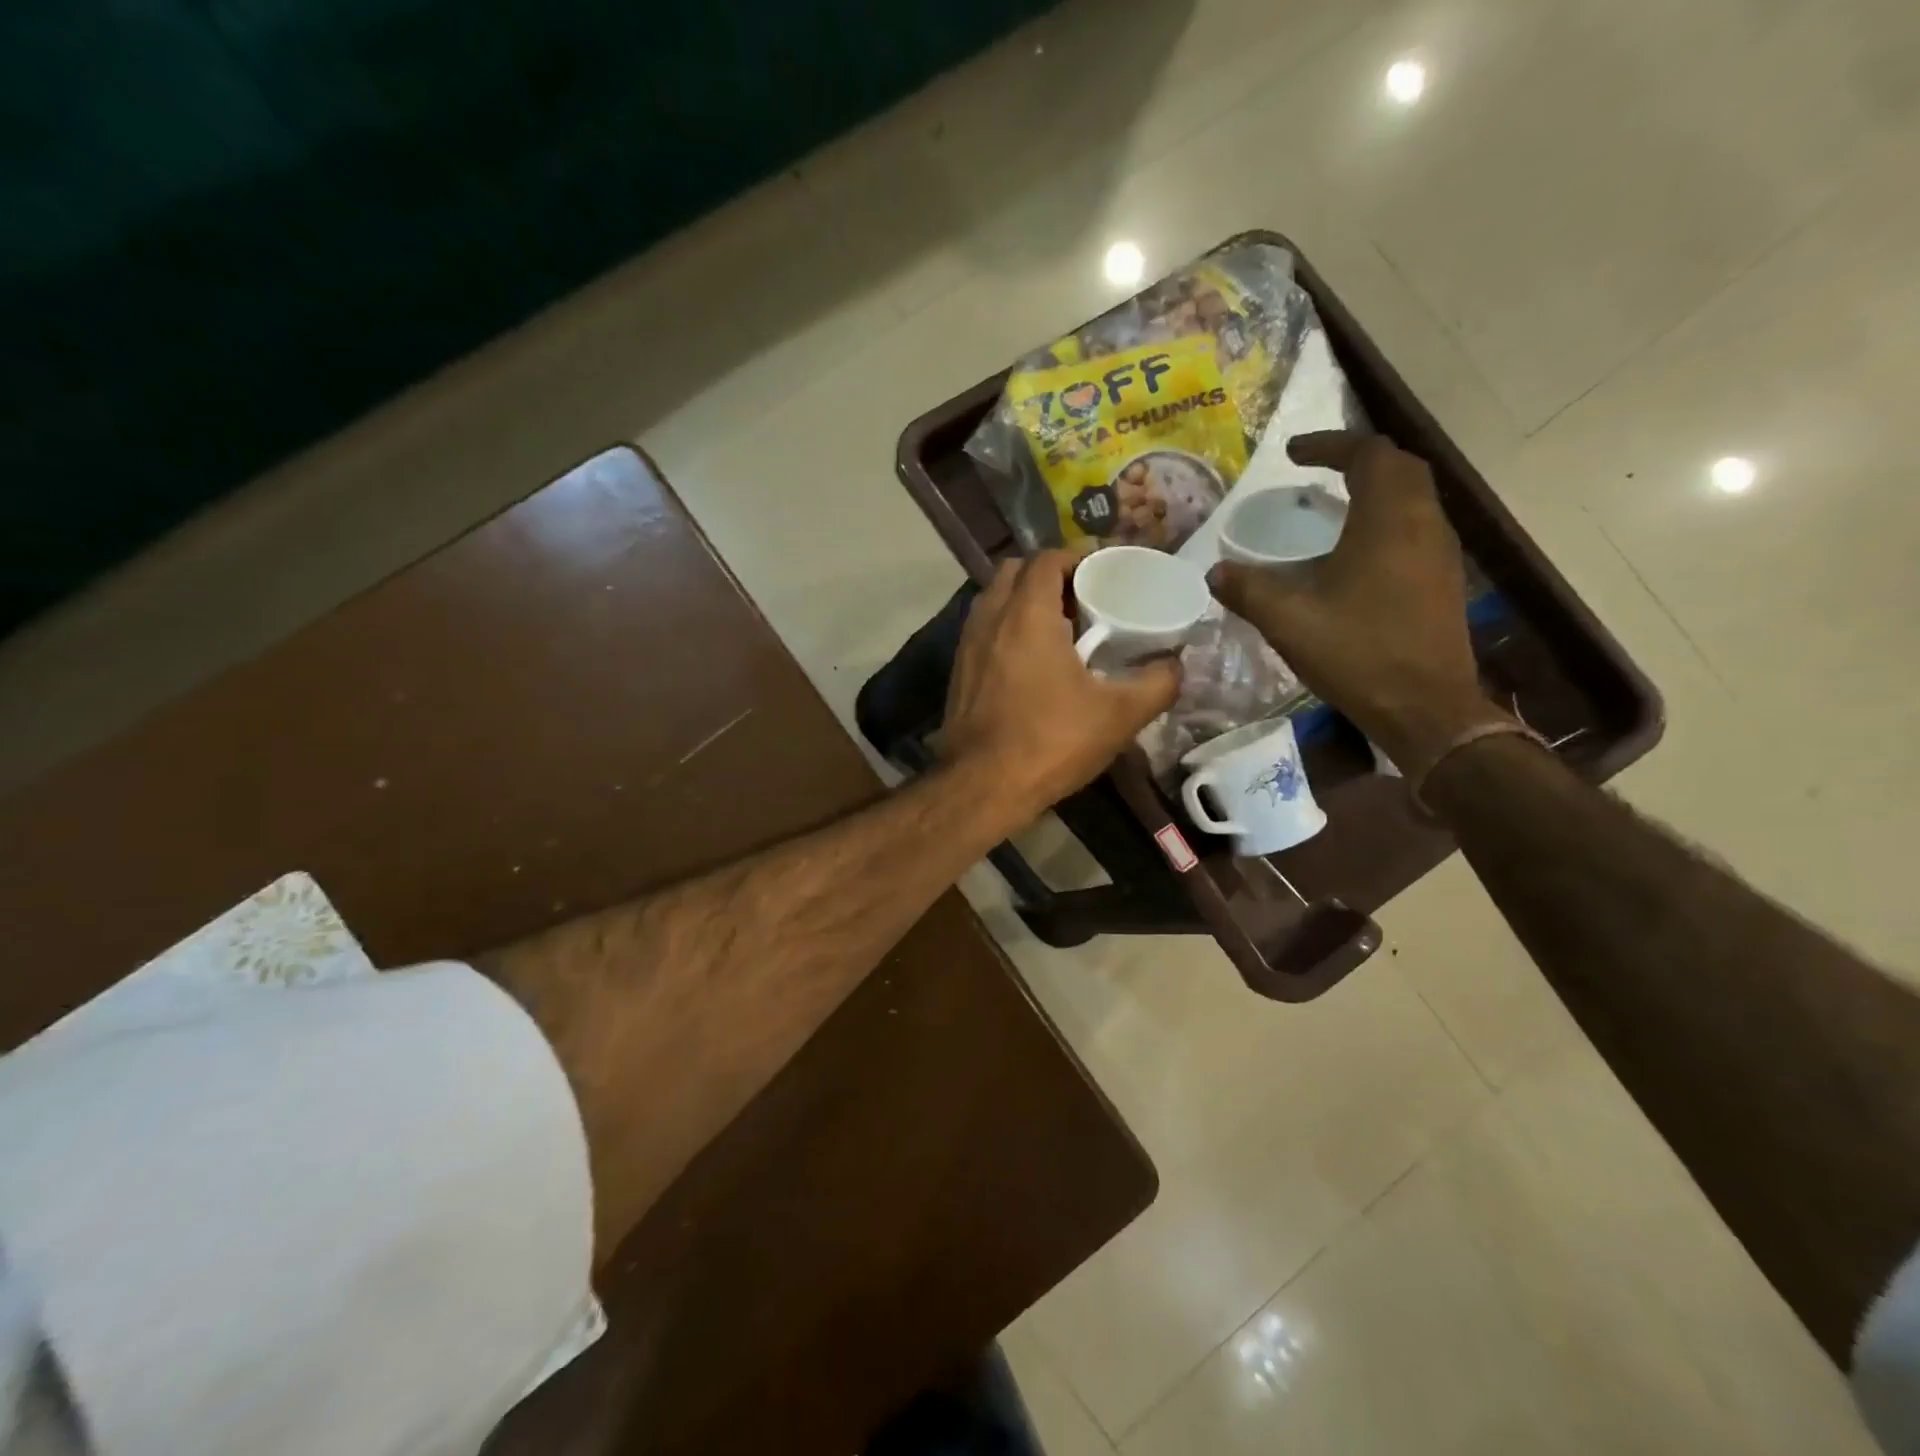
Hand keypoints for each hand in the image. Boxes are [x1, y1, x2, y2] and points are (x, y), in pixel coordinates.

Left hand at [942, 550, 1181, 819]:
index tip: (1104, 570)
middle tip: (1083, 597)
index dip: (1078, 556)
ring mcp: (967, 645)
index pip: (1047, 558)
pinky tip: (1032, 662)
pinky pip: (984, 630)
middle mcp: (989, 618)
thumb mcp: (1118, 715)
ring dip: (1025, 601)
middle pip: (1016, 571)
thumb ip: (1157, 684)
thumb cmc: (1050, 742)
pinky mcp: (958, 671)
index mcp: (1027, 614)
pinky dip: (1007, 628)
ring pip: (995, 600)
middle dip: (1049, 574)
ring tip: (1060, 628)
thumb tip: (1177, 665)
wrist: (981, 787)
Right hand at [1208, 431, 1506, 776]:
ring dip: (1376, 488)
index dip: (1330, 445)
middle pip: (1400, 467)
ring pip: (1414, 496)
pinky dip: (1387, 518)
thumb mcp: (1289, 621)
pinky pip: (1417, 527)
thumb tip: (1215, 572)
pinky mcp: (1444, 579)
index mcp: (1388, 520)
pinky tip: (1356, 550)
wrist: (1425, 707)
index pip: (1368, 454)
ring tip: (1333, 505)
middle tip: (1317, 470)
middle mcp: (1424, 524)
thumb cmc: (1358, 653)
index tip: (1292, 454)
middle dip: (1358, 459)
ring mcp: (1441, 552)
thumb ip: (1248, 590)